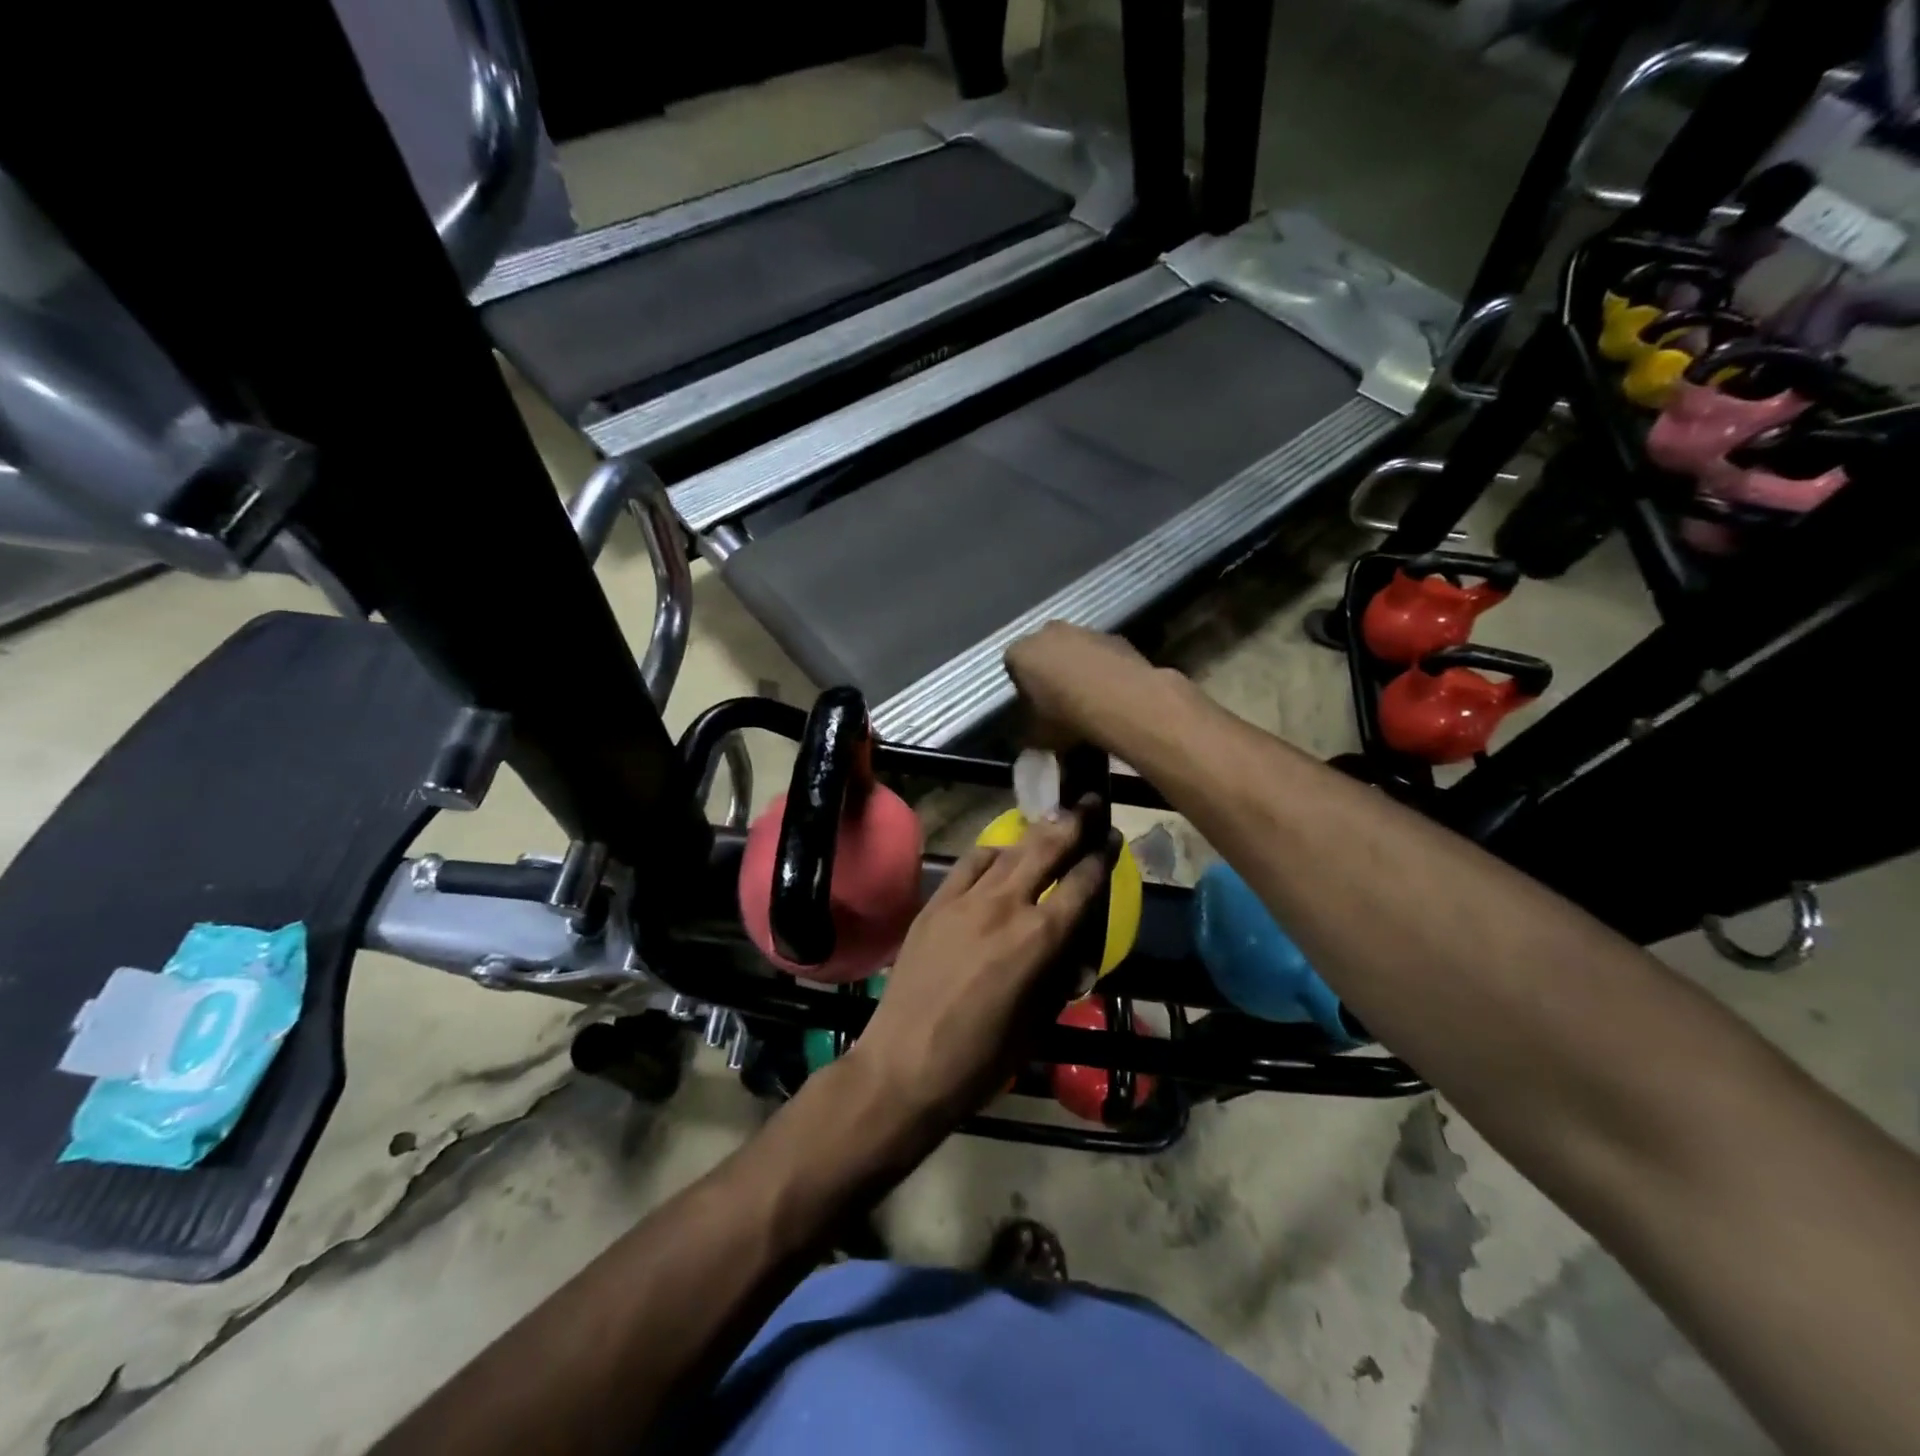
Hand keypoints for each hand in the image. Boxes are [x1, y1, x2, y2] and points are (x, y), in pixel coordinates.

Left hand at [847, 806, 1112, 1127]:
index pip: (1081, 884)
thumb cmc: (980, 1061)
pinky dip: (992, 853)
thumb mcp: (1038, 1023)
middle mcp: (1004, 907)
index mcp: (1038, 940)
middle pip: (1046, 849)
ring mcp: (964, 900)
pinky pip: (969, 863)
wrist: (903, 1065)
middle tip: (1091, 802)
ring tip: (1053, 819)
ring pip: (1008, 850)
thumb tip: (1072, 949)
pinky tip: (1001, 855)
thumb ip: (1059, 974)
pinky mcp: (935, 903)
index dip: (1101, 858)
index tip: (1113, 838)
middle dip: (1074, 823)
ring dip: (1035, 833)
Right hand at [1004, 622, 1161, 742]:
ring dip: (1078, 666)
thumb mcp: (1036, 736)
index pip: (1012, 664)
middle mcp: (1048, 632)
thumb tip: (1026, 738)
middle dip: (1049, 670)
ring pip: (1075, 648)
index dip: (1022, 686)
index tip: (1033, 706)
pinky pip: (1102, 653)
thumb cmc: (1066, 716)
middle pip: (1044, 650)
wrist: (1122, 701)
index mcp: (1021, 653)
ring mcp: (1084, 630)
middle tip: (1060, 700)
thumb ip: (1027, 733)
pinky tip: (1112, 691)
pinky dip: (1103, 667)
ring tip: (1089, 698)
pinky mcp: (1115, 637)